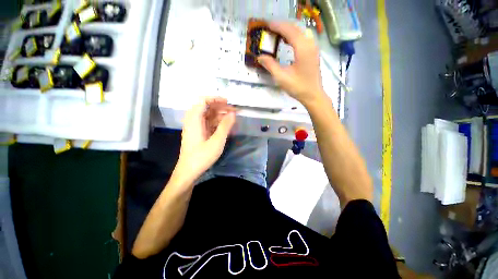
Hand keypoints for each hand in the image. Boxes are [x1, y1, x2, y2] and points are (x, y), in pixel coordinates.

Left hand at [172, 97, 235, 184]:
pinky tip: (225, 126)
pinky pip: (208, 123)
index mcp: (194, 120)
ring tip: (232, 118)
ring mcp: (195, 127)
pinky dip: (217, 123)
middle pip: (206, 107)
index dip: (216, 99)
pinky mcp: (198, 133)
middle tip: (233, 111)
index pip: (203, 101)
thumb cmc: (202, 157)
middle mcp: (193, 121)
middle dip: (220, 107)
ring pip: (208, 116)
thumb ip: (225, 126)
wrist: (188, 171)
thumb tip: (232, 114)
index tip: (228, 102)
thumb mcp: (217, 141)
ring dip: (220, 115)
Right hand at [258, 22, 325, 105]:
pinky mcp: (313, 53)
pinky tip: (287, 42)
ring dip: (288, 31)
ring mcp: (313, 48)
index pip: (289, 30)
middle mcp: (310, 44)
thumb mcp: (281, 77)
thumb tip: (260, 57)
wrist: (313, 95)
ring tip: (277, 35)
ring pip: (300, 32)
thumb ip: (270, 65)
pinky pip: (303, 38)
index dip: (277, 26)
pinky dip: (294, 37)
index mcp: (302, 48)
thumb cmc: (298, 87)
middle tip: (270, 30)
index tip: (266, 25)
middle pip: (295, 28)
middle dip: (282, 27)